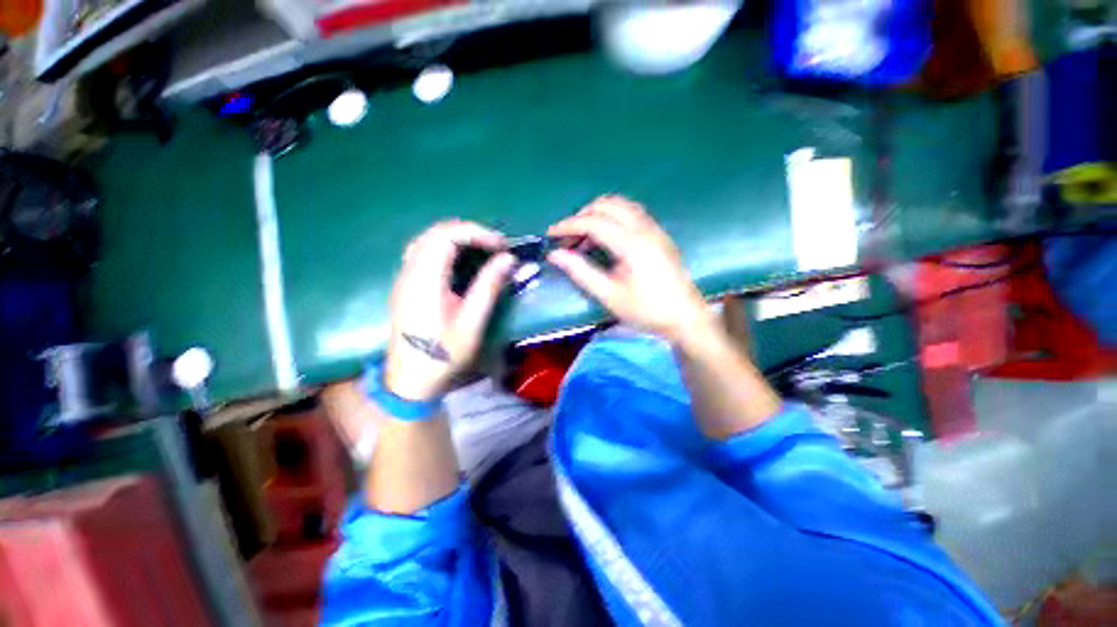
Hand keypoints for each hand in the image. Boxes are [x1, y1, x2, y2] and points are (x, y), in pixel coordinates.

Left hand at [384, 220, 514, 400]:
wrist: (411, 381)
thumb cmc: (443, 355)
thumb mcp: (472, 323)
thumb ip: (489, 287)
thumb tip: (508, 258)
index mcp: (424, 281)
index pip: (447, 236)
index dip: (477, 234)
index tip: (502, 246)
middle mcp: (409, 272)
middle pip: (435, 232)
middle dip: (469, 232)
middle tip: (496, 247)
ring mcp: (405, 278)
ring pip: (428, 240)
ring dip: (457, 238)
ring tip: (483, 250)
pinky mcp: (406, 285)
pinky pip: (424, 252)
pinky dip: (446, 248)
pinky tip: (462, 262)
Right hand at [547, 196, 714, 343]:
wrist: (685, 316)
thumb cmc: (646, 310)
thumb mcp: (609, 295)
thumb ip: (581, 272)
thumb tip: (555, 255)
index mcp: (632, 243)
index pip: (593, 222)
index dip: (568, 226)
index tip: (550, 234)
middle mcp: (644, 228)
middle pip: (607, 204)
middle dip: (582, 216)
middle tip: (568, 238)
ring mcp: (654, 228)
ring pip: (620, 204)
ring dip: (598, 213)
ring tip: (584, 236)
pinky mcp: (659, 233)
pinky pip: (631, 212)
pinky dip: (612, 216)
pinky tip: (606, 236)